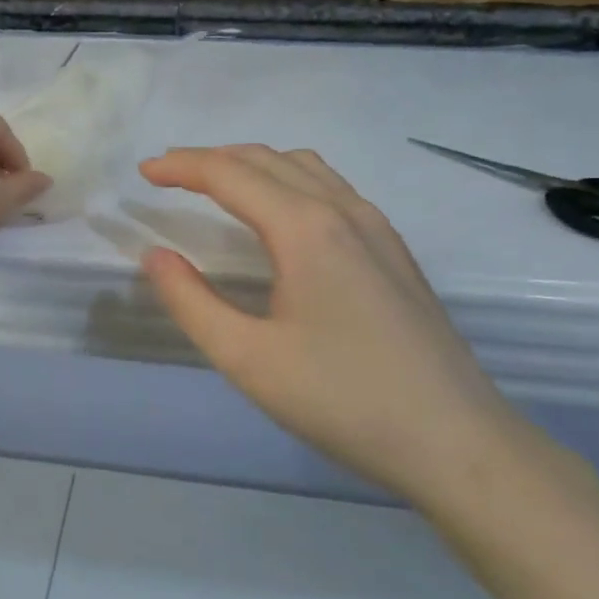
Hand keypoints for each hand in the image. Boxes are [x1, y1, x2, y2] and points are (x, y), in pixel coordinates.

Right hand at [139, 145, 525, 500]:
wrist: (455, 440)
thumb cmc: (342, 399)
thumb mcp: (248, 358)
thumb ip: (191, 301)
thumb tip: (155, 256)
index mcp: (305, 229)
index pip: (230, 175)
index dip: (182, 166)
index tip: (143, 171)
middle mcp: (343, 212)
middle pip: (267, 160)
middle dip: (212, 158)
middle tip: (168, 173)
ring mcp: (377, 229)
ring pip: (306, 169)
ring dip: (254, 165)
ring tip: (217, 183)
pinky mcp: (394, 251)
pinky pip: (333, 189)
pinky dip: (289, 181)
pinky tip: (281, 214)